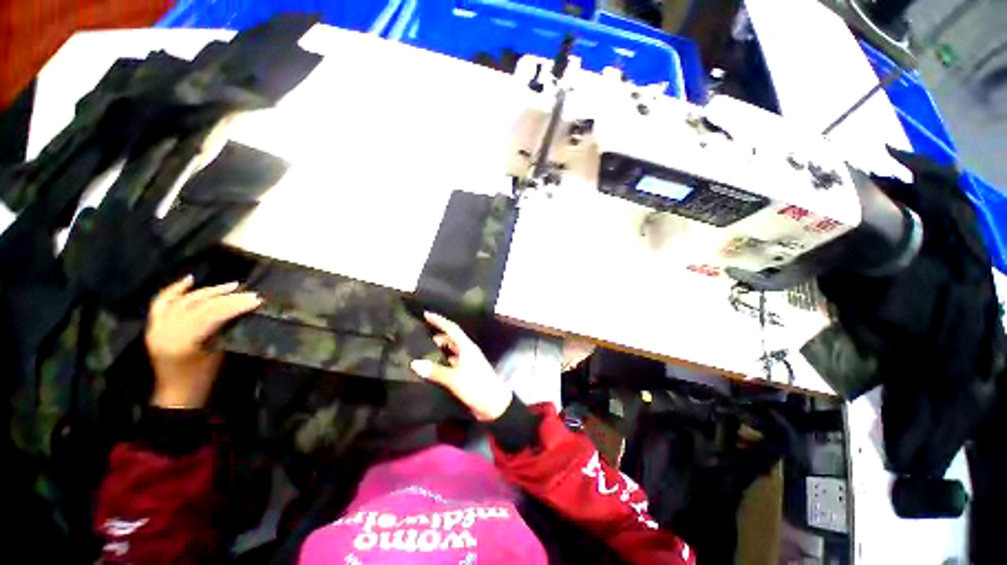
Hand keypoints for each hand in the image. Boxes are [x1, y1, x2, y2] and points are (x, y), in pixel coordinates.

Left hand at [145, 276, 261, 408]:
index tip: (257, 299)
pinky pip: (162, 302)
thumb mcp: (218, 355)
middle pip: (199, 306)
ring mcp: (157, 327)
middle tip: (249, 293)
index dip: (235, 305)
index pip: (212, 315)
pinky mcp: (154, 325)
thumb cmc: (202, 378)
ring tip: (231, 287)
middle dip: (226, 297)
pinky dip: (176, 290)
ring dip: (209, 292)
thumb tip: (241, 311)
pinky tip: (191, 280)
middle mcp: (166, 331)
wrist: (176, 393)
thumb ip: (224, 331)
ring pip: (184, 301)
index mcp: (182, 342)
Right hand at [410, 312, 512, 420]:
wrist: (494, 405)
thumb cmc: (477, 386)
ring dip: (437, 349)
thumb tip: (415, 363)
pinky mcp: (465, 373)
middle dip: (436, 335)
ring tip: (419, 350)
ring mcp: (466, 362)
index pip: (451, 329)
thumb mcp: (455, 379)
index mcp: (467, 347)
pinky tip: (429, 366)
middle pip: (450, 339)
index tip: (425, 314)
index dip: (439, 321)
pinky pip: (450, 362)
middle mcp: (466, 351)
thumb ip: (435, 371)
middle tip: (418, 334)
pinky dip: (440, 361)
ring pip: (449, 351)